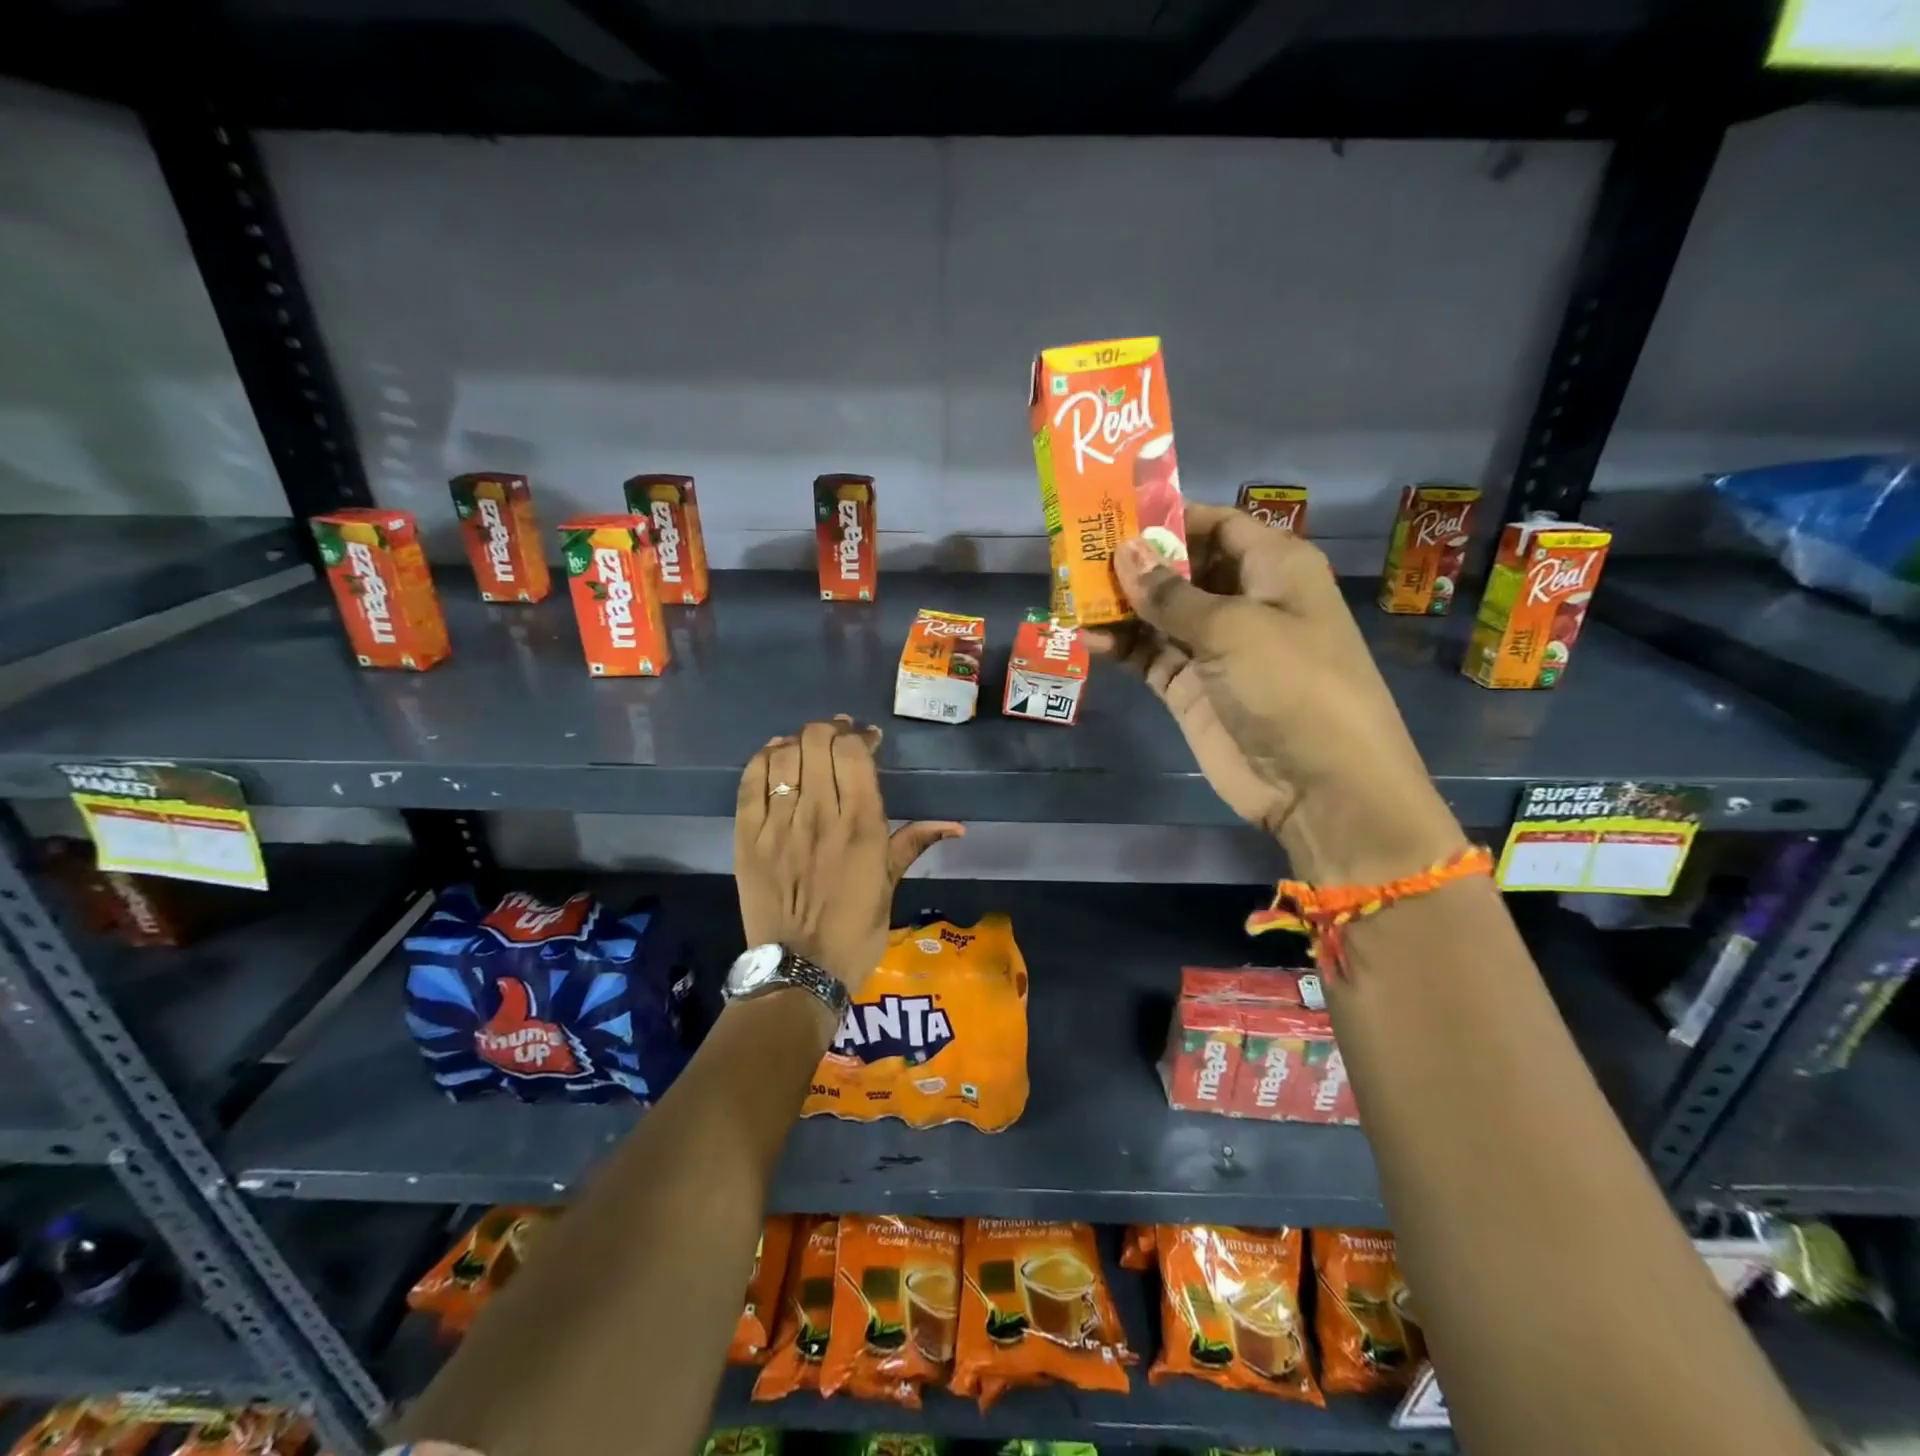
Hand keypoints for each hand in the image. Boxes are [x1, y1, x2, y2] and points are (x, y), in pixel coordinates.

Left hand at [734, 716, 962, 997]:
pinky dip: (763, 760)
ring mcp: (779, 824)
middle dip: (829, 731)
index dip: (859, 735)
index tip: (866, 739)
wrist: (799, 970)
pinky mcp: (747, 837)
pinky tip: (776, 757)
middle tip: (836, 740)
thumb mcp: (890, 885)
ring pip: (784, 755)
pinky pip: (750, 782)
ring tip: (807, 748)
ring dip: (798, 742)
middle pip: (817, 742)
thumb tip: (957, 825)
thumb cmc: (855, 931)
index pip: (853, 752)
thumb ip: (914, 843)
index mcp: (861, 826)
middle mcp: (820, 814)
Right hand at [1089, 506, 1461, 884]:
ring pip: (1159, 614)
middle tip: (1077, 553)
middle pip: (1182, 568)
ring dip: (1120, 606)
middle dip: (1135, 563)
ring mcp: (1215, 648)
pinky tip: (1087, 637)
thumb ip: (1170, 593)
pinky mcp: (1191, 688)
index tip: (1116, 514)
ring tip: (1070, 595)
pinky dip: (1121, 646)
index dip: (1170, 518)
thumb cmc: (1292, 685)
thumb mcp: (1232, 628)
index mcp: (1274, 568)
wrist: (1320, 786)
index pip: (1218, 525)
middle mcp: (1245, 601)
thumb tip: (1124, 551)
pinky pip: (1150, 656)